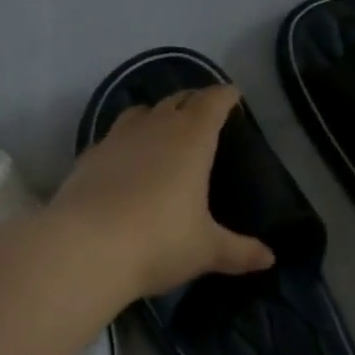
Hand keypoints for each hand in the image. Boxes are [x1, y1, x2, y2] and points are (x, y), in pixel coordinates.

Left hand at [52, 85, 274, 299]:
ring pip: (140, 113)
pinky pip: (113, 137)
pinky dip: (125, 141)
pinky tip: (124, 160)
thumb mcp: (205, 249)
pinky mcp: (88, 157)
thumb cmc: (158, 242)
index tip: (233, 95)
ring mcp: (116, 139)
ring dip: (156, 115)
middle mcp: (154, 128)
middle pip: (177, 100)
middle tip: (203, 112)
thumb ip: (239, 251)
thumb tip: (269, 258)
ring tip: (163, 129)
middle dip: (193, 101)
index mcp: (191, 139)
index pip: (212, 103)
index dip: (225, 96)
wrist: (85, 248)